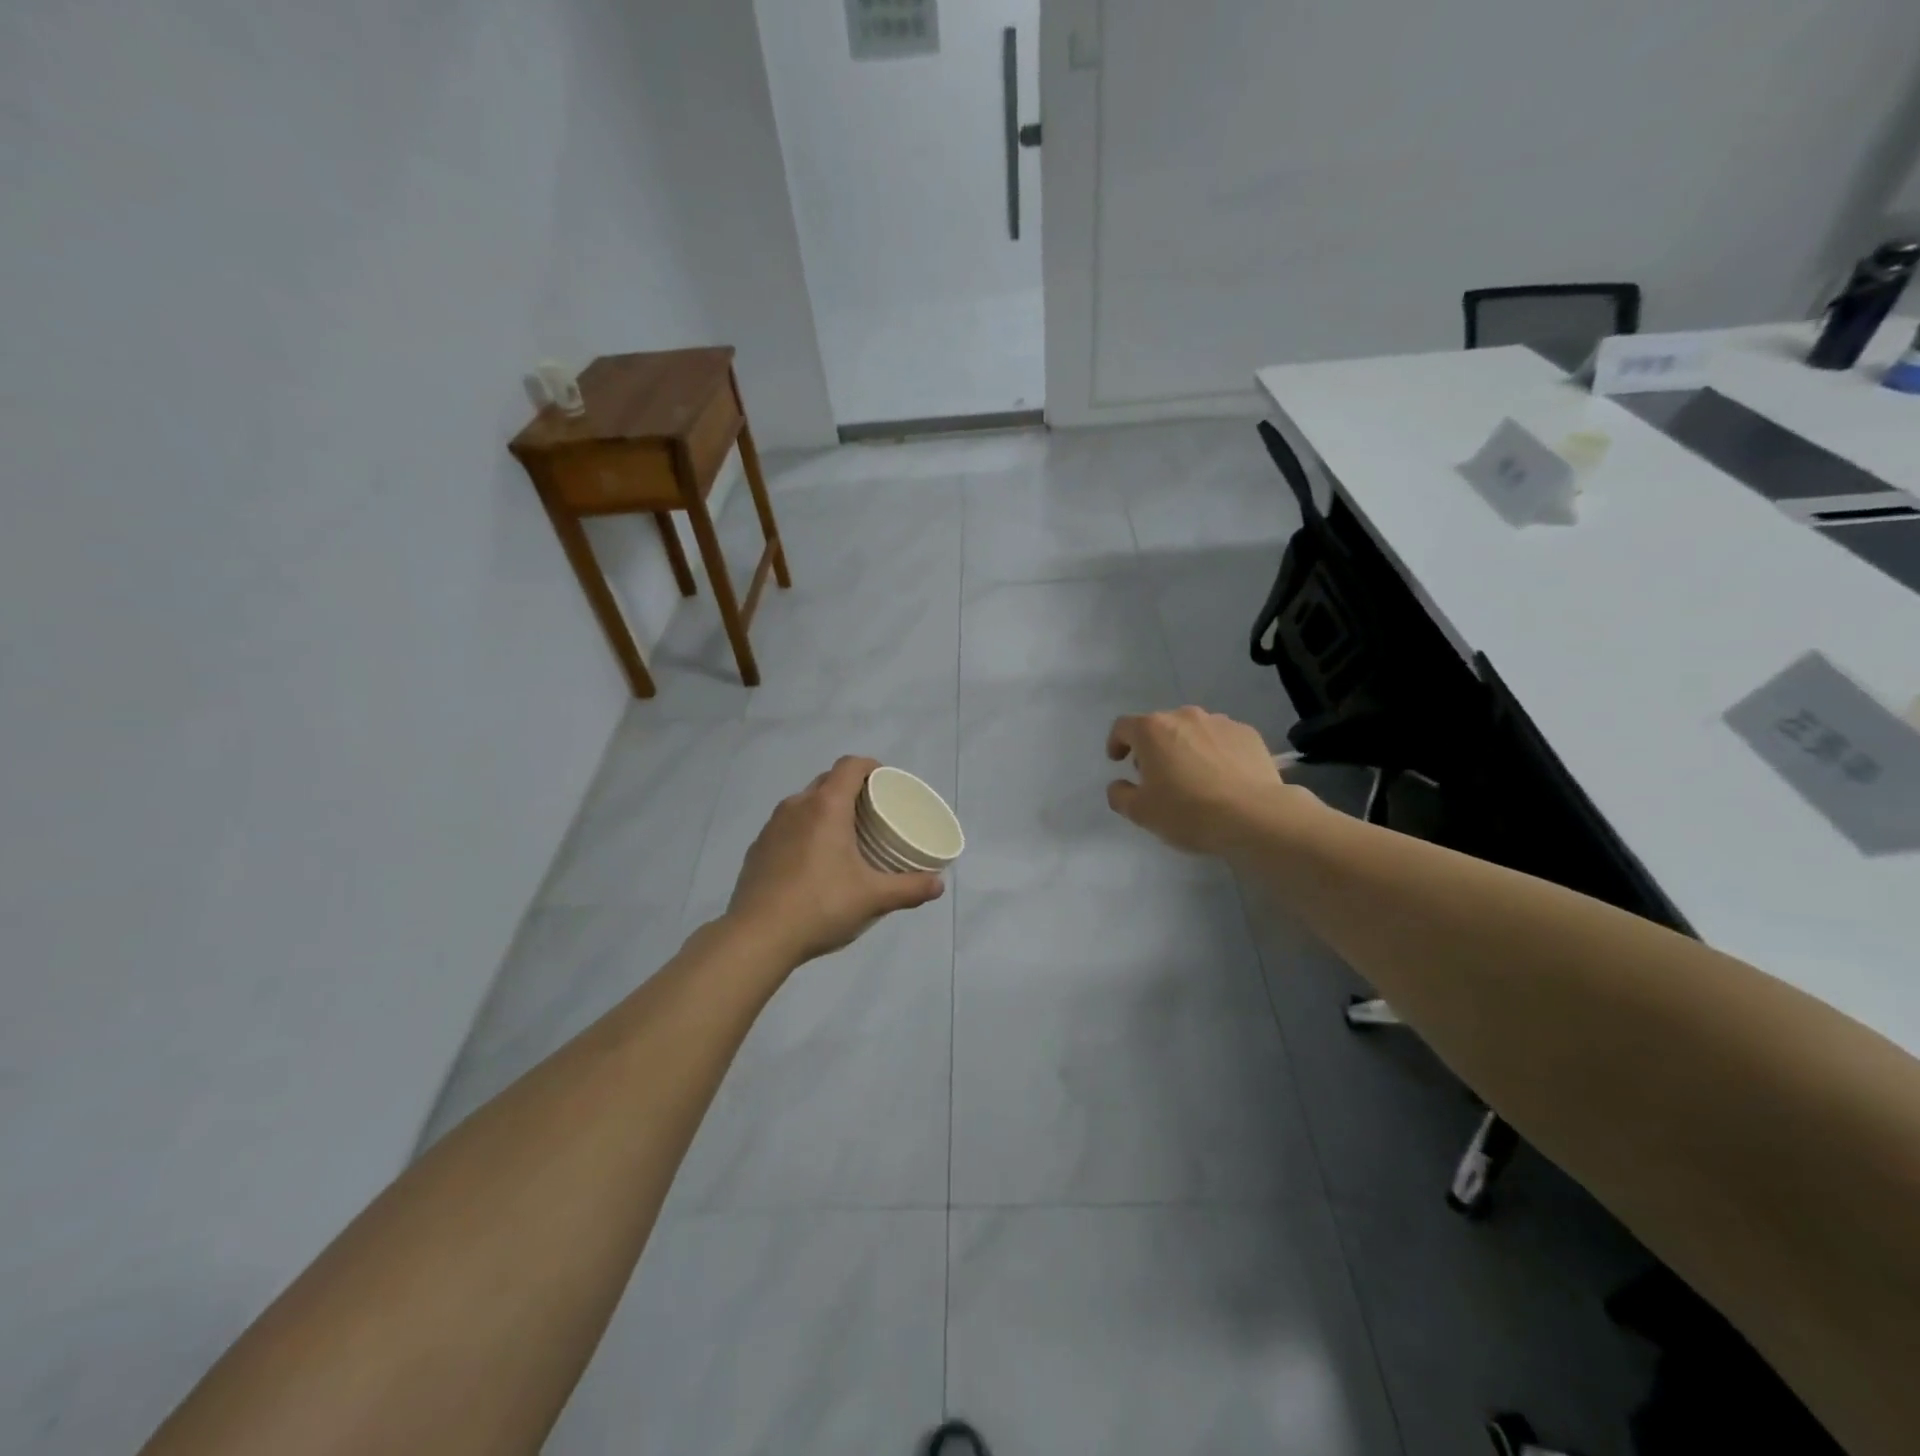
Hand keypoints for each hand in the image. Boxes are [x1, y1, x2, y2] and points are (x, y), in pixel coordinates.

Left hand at [723, 756, 944, 968]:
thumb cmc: (820, 906)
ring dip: (826, 810)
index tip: (887, 783)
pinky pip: (787, 827)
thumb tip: (938, 884)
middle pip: (828, 781)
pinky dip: (805, 831)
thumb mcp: (873, 898)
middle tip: (873, 813)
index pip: (850, 765)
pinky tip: (813, 862)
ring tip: (845, 836)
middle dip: (852, 789)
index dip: (871, 767)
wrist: (756, 936)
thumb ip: (909, 888)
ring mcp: (772, 827)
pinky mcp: (757, 849)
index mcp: (826, 807)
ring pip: (804, 803)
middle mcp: (796, 807)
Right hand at [1106, 707, 1312, 857]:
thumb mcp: (1141, 812)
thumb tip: (1119, 785)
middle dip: (1153, 748)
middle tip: (1157, 776)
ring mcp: (1220, 722)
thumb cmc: (1188, 811)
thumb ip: (1120, 795)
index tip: (1119, 761)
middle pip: (1160, 727)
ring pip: (1192, 731)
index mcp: (1152, 730)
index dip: (1116, 742)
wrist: (1255, 816)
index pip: (1123, 727)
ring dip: (1186, 748)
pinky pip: (1222, 739)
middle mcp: (1184, 716)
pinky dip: (1215, 753)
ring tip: (1194, 778)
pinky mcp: (1248, 734)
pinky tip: (1222, 778)